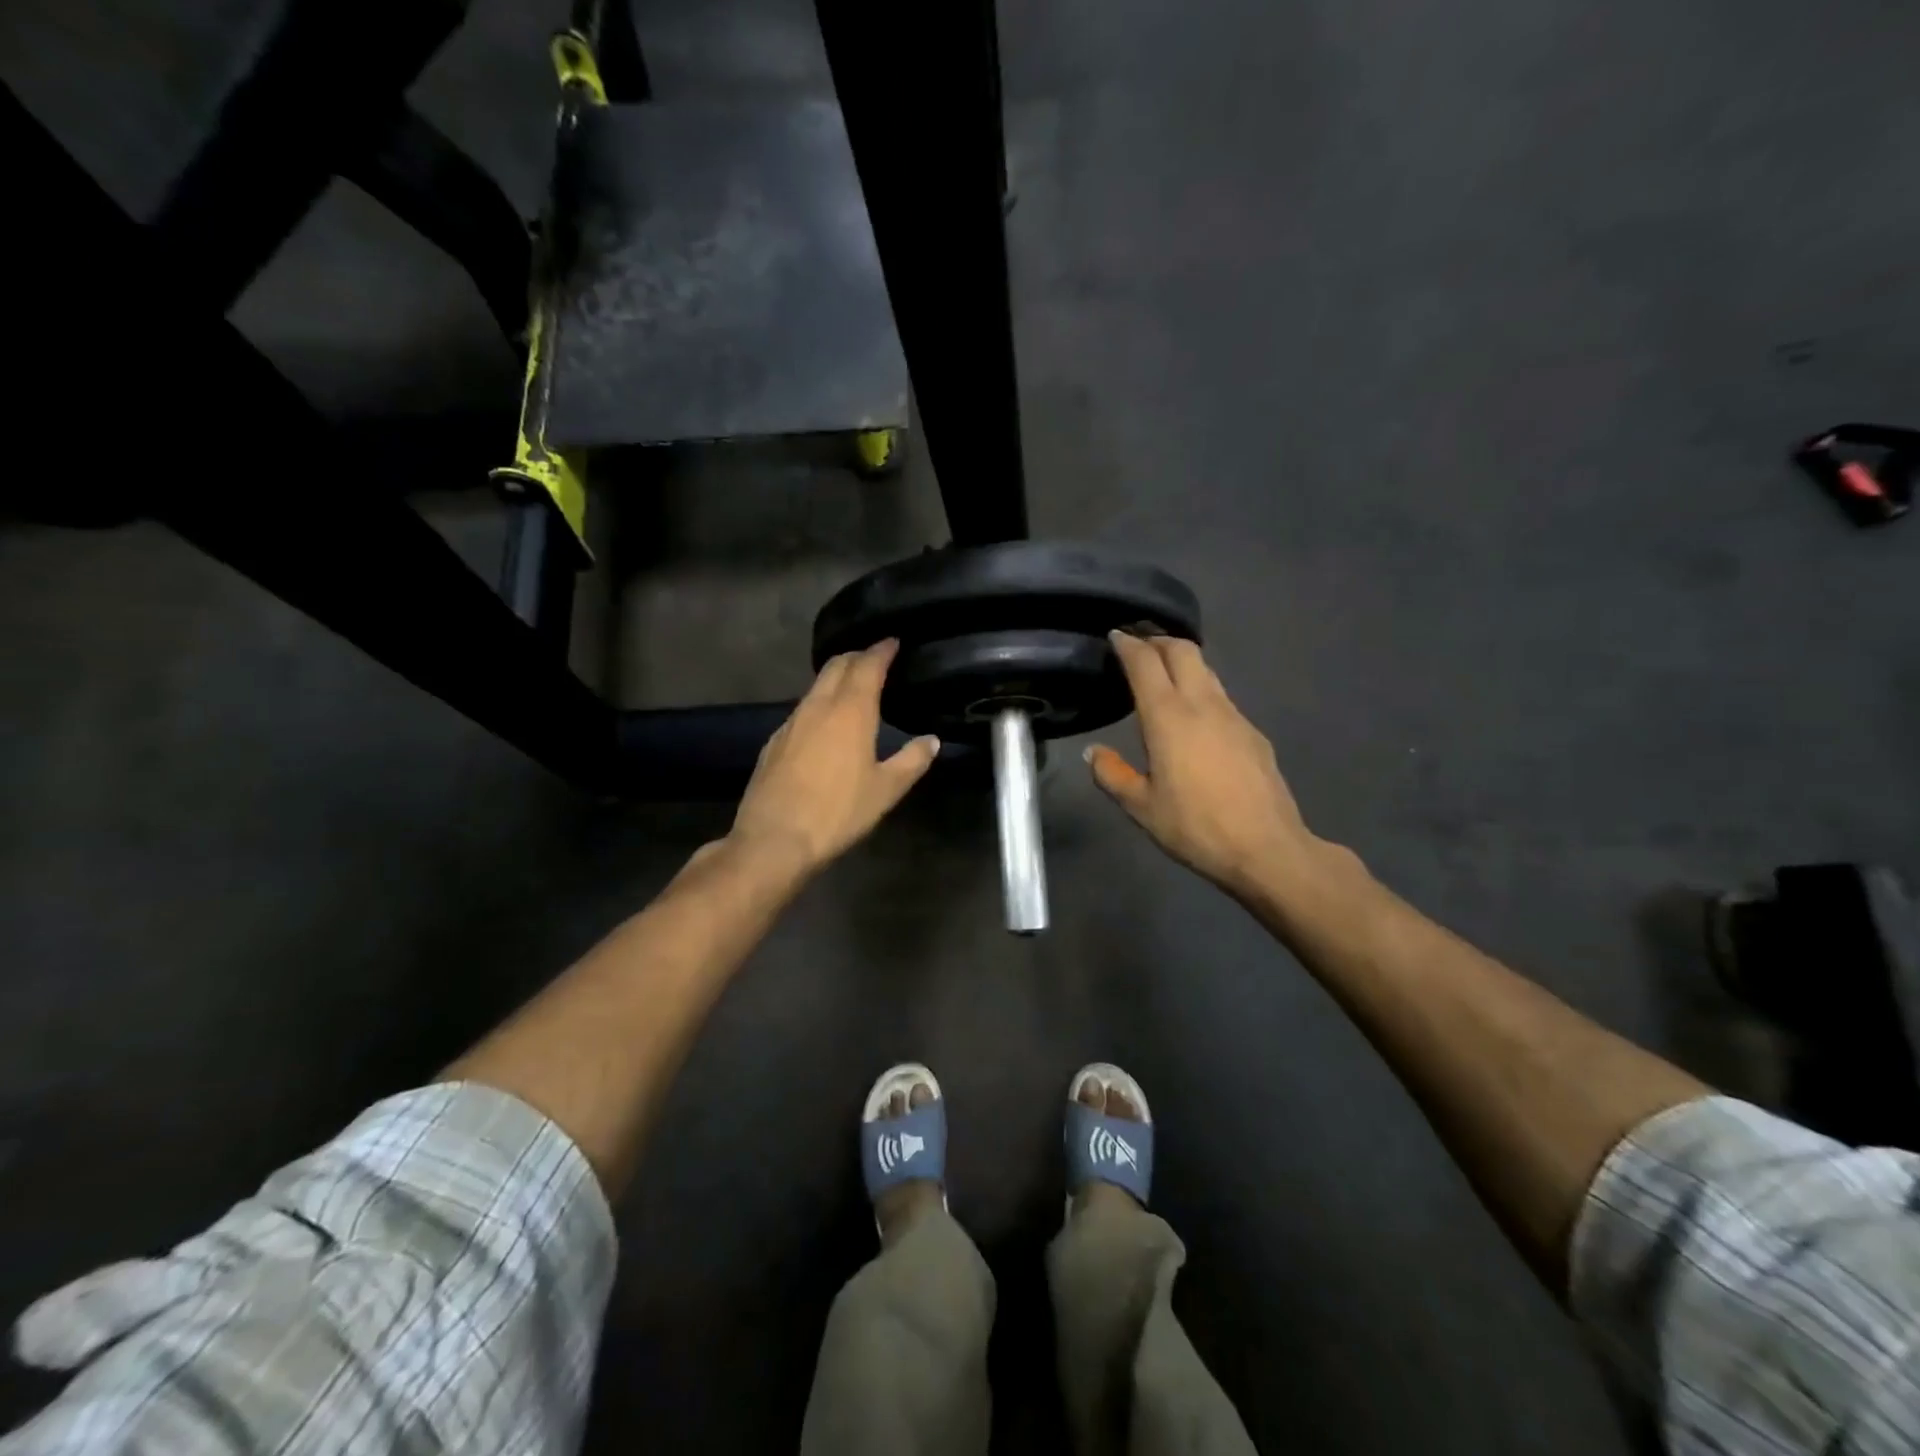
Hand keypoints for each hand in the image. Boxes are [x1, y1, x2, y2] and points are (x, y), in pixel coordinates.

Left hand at [726, 639, 939, 876]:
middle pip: (837, 666)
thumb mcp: (886, 790)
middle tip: (875, 659)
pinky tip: (824, 723)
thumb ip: (912, 761)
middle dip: (857, 657)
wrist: (774, 839)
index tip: (892, 642)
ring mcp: (791, 722)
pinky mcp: (774, 742)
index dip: (881, 650)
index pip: (867, 665)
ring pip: (816, 686)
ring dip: (836, 678)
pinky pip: (801, 709)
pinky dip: (818, 703)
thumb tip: (931, 740)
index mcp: (850, 711)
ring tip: (853, 687)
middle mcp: (818, 706)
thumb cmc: (838, 812)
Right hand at [1086, 632, 1326, 898]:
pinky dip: (1201, 690)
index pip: (1145, 663)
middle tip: (1139, 645)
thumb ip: (1113, 775)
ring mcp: (1233, 716)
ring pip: (1206, 671)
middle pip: (1182, 651)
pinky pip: (1221, 697)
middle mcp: (1202, 705)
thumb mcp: (1141, 808)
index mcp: (1168, 718)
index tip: (1116, 635)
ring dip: (1182, 662)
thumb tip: (1093, 753)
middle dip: (1158, 640)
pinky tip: (1195, 717)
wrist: (1267, 848)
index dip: (1128, 645)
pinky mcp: (1253, 732)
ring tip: (1164, 674)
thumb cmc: (1195, 827)